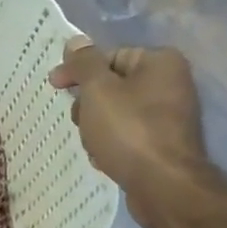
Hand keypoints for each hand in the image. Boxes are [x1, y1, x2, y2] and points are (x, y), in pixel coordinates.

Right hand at [49, 37, 209, 223]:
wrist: (163, 186)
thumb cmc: (129, 130)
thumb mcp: (98, 90)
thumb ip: (84, 63)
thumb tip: (75, 41)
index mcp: (160, 62)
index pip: (109, 56)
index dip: (79, 71)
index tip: (55, 86)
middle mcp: (171, 84)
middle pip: (112, 86)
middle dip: (89, 105)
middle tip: (81, 122)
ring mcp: (170, 117)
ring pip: (116, 113)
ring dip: (96, 128)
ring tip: (94, 145)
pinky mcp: (163, 145)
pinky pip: (128, 136)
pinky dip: (112, 145)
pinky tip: (105, 159)